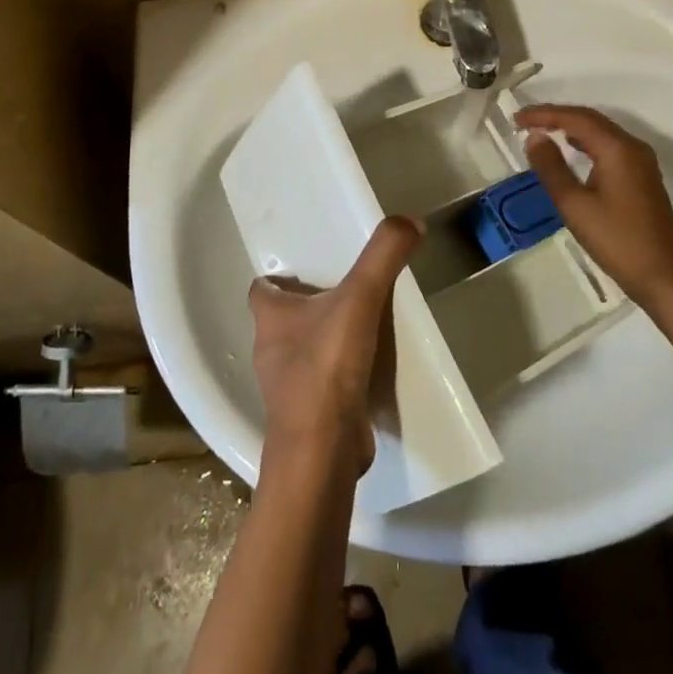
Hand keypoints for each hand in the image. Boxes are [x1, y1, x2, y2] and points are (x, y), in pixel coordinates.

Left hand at [249, 216, 420, 475]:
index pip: (262, 289)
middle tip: (346, 290)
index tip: (307, 268)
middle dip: (310, 307)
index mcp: (270, 318)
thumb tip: (409, 221)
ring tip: (363, 326)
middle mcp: (270, 350)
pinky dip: (339, 377)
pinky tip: (368, 369)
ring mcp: (287, 388)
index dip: (279, 277)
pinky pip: (322, 385)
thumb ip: (383, 255)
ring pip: (303, 353)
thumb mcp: (359, 298)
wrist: (323, 452)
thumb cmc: (326, 367)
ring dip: (325, 342)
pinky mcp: (308, 416)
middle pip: (284, 320)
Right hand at [516, 104, 672, 308]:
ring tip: (542, 132)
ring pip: (601, 132)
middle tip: (525, 122)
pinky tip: (571, 152)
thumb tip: (535, 138)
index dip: (544, 114)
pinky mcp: (643, 176)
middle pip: (590, 119)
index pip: (576, 119)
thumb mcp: (574, 205)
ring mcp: (641, 161)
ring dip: (571, 128)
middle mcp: (632, 147)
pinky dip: (586, 142)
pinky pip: (610, 146)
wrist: (664, 276)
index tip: (517, 119)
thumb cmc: (616, 240)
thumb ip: (551, 167)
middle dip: (557, 117)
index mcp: (617, 149)